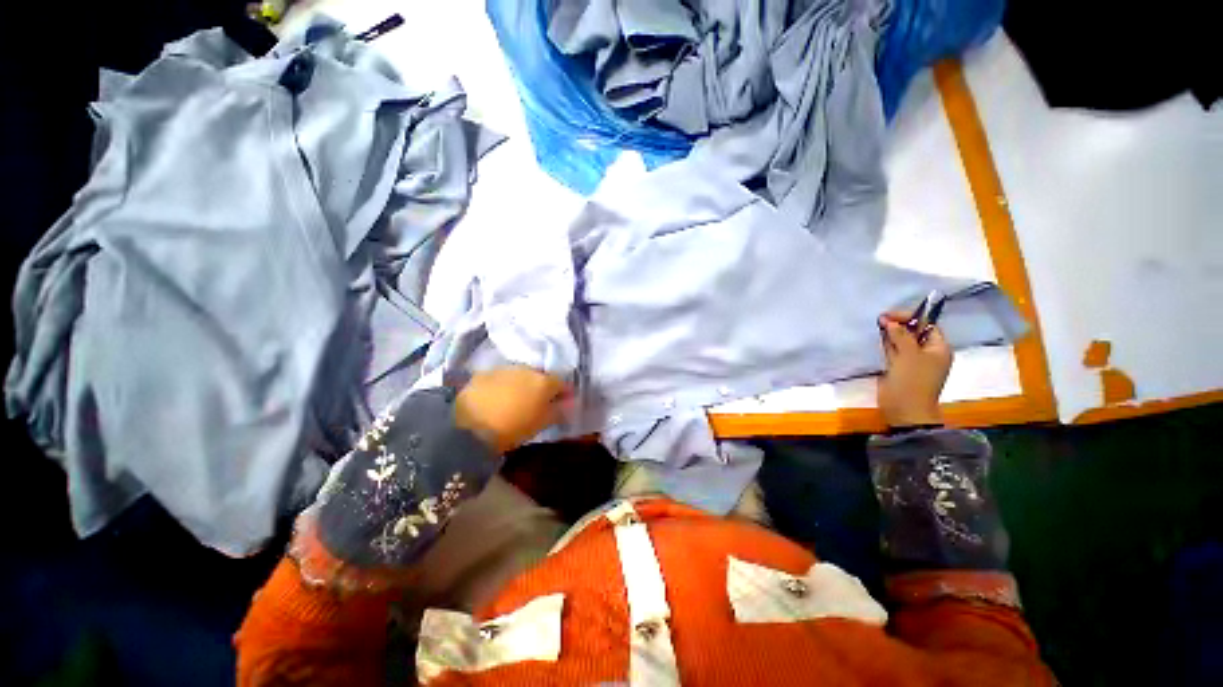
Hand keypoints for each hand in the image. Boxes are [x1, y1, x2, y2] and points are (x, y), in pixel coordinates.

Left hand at [455, 366, 568, 454]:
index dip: (564, 393)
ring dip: (521, 384)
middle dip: (541, 387)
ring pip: (519, 375)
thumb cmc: (514, 428)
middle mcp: (527, 369)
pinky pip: (500, 378)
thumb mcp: (542, 424)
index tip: (563, 402)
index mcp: (544, 382)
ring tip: (515, 399)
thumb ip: (558, 411)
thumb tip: (568, 404)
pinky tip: (496, 398)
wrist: (470, 427)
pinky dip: (502, 385)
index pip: (562, 383)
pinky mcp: (484, 373)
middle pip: (540, 376)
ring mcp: (504, 369)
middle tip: (537, 402)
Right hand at [876, 312, 952, 427]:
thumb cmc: (913, 381)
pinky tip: (875, 339)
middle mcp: (927, 353)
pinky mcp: (898, 368)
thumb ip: (900, 335)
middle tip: (879, 319)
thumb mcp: (909, 355)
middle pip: (913, 332)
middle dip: (898, 325)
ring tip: (875, 326)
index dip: (910, 317)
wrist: (905, 410)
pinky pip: (892, 352)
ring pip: (901, 342)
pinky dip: (885, 345)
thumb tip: (888, 320)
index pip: (927, 325)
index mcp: (938, 348)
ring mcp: (912, 361)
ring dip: (890, 334)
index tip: (889, 315)